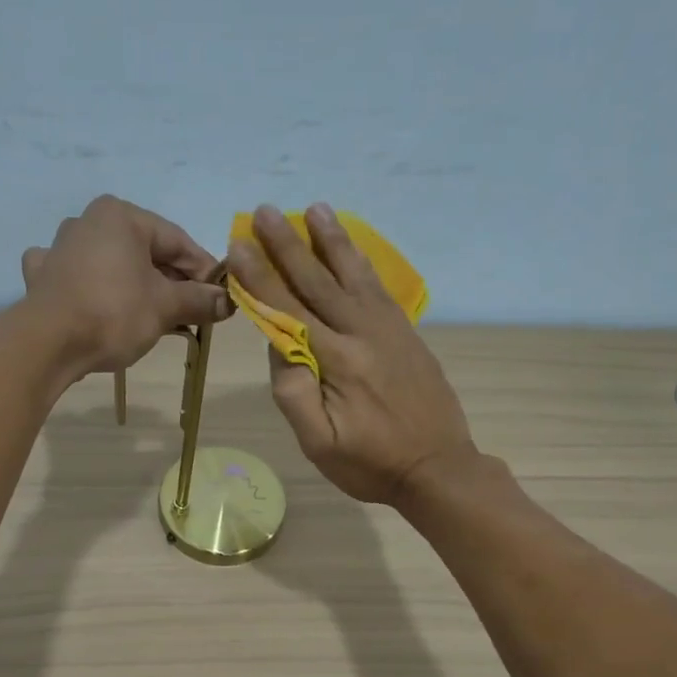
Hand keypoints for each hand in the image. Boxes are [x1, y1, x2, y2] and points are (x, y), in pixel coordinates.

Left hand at [21, 195, 231, 373]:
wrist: (48, 344)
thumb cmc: (114, 313)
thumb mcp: (166, 306)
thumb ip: (200, 300)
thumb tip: (228, 301)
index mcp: (121, 216)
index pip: (177, 241)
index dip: (204, 271)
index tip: (220, 297)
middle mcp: (88, 221)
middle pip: (145, 252)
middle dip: (172, 283)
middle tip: (194, 313)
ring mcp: (60, 248)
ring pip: (113, 265)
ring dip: (138, 288)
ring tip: (157, 317)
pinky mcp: (43, 277)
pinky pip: (78, 277)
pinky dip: (94, 288)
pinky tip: (96, 301)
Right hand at [228, 203, 475, 506]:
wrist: (438, 468)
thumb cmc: (371, 464)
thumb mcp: (320, 444)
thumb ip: (293, 395)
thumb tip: (276, 347)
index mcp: (337, 361)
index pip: (288, 310)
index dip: (260, 277)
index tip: (238, 246)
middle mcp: (363, 333)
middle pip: (318, 282)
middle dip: (288, 246)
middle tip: (264, 212)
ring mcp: (389, 329)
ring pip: (353, 275)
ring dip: (331, 240)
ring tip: (314, 209)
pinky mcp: (406, 333)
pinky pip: (379, 286)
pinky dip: (361, 261)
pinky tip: (351, 249)